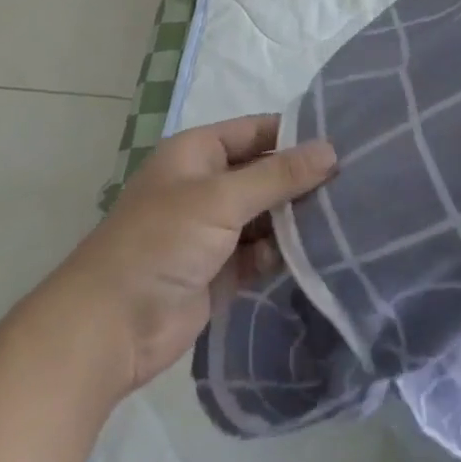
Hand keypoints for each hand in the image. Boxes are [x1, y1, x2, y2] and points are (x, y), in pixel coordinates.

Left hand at [59, 115, 336, 397]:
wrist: (108, 330)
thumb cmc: (162, 241)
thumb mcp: (222, 198)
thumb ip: (278, 175)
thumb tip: (330, 150)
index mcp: (198, 152)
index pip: (257, 131)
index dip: (295, 134)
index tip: (342, 140)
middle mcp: (205, 184)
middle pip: (263, 173)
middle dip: (299, 179)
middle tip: (352, 182)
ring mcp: (210, 230)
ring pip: (264, 214)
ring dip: (293, 218)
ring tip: (342, 218)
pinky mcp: (217, 271)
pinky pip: (258, 252)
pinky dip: (279, 253)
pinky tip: (312, 255)